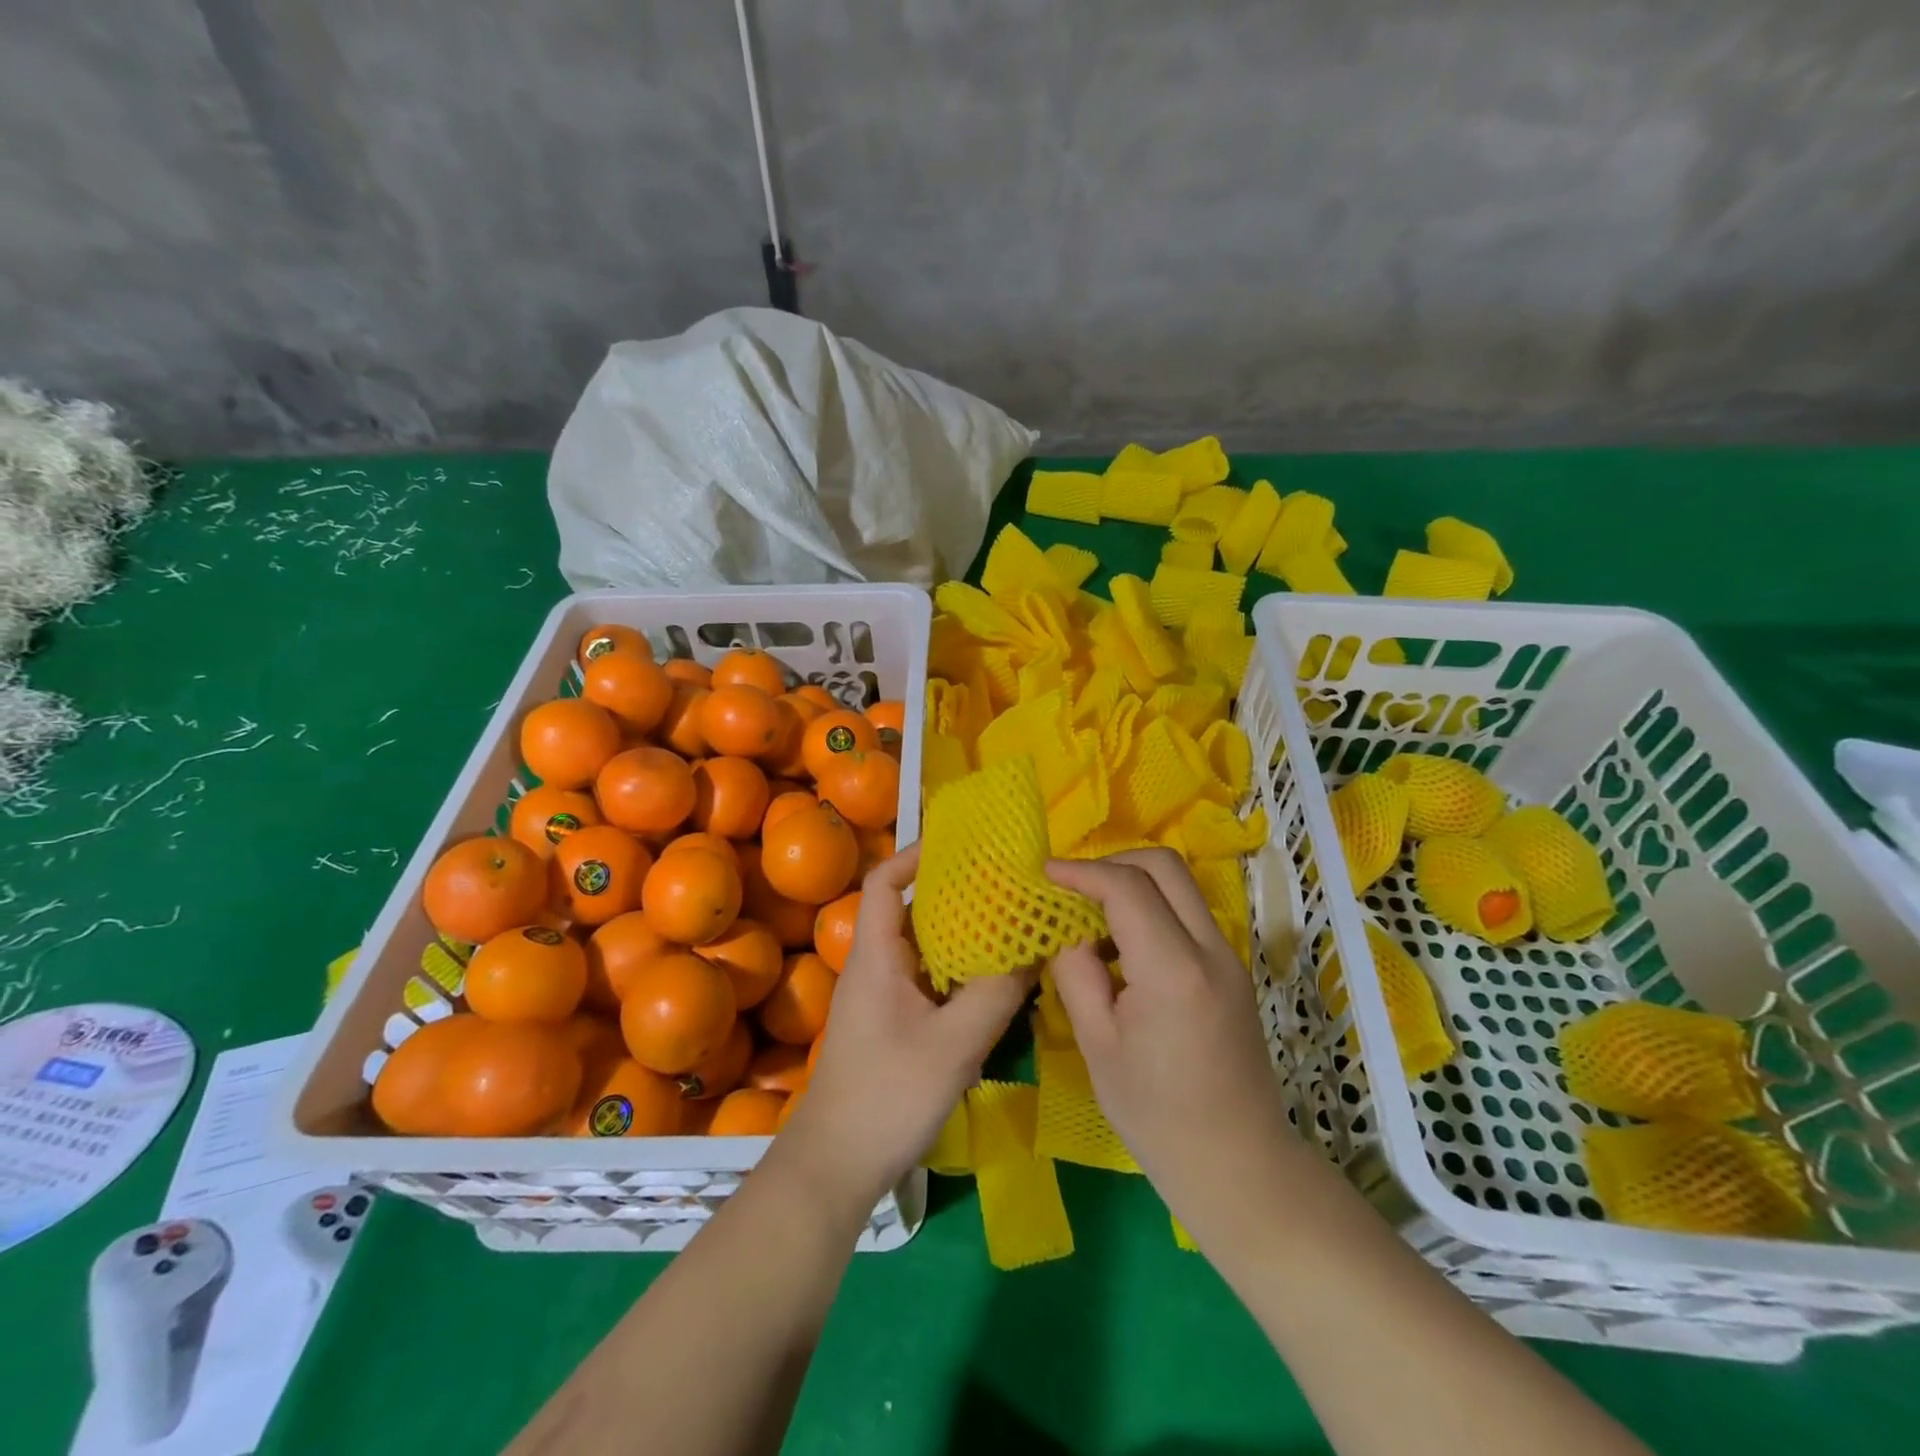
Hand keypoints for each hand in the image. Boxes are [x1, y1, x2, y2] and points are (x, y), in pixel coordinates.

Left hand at [778, 843, 1031, 1216]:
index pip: (885, 882)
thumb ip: (997, 994)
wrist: (836, 1167)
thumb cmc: (887, 1096)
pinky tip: (996, 982)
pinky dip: (960, 971)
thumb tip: (1036, 947)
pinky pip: (930, 980)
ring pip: (925, 948)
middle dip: (957, 893)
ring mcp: (884, 997)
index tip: (962, 845)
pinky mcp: (894, 1024)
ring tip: (1011, 924)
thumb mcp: (954, 1045)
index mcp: (877, 956)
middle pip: (913, 910)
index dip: (916, 854)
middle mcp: (877, 966)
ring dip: (963, 935)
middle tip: (1006, 884)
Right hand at [1046, 850, 1306, 1245]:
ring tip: (1090, 915)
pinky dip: (1151, 906)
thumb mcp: (1097, 1045)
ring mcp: (1229, 956)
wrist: (1238, 1164)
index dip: (1081, 871)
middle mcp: (1210, 949)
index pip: (1127, 888)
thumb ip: (1076, 973)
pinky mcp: (1232, 968)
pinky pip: (1187, 912)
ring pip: (1180, 885)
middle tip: (1071, 888)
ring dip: (1133, 883)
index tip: (1044, 872)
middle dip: (1111, 863)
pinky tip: (1121, 943)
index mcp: (1173, 971)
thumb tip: (1065, 930)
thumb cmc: (1156, 1116)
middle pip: (1164, 866)